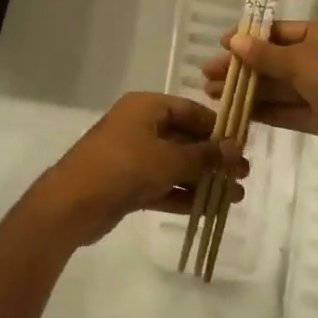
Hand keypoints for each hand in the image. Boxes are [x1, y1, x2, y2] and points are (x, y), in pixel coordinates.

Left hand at [31, 92, 245, 246]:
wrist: (73, 203)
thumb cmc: (124, 167)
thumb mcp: (169, 159)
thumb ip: (204, 155)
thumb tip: (236, 148)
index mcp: (146, 107)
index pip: (189, 109)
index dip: (216, 126)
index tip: (242, 144)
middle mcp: (139, 126)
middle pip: (184, 137)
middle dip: (213, 157)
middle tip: (244, 174)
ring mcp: (133, 156)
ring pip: (175, 165)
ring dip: (203, 179)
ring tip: (236, 196)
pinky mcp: (129, 184)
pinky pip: (163, 185)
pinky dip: (184, 195)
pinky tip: (211, 209)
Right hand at [201, 20, 317, 159]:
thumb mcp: (298, 58)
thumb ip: (264, 54)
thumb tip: (233, 41)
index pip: (278, 32)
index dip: (249, 38)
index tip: (221, 46)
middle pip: (274, 62)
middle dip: (242, 69)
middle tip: (207, 76)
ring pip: (278, 88)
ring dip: (248, 91)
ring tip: (213, 95)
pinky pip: (288, 111)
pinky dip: (265, 111)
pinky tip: (238, 113)